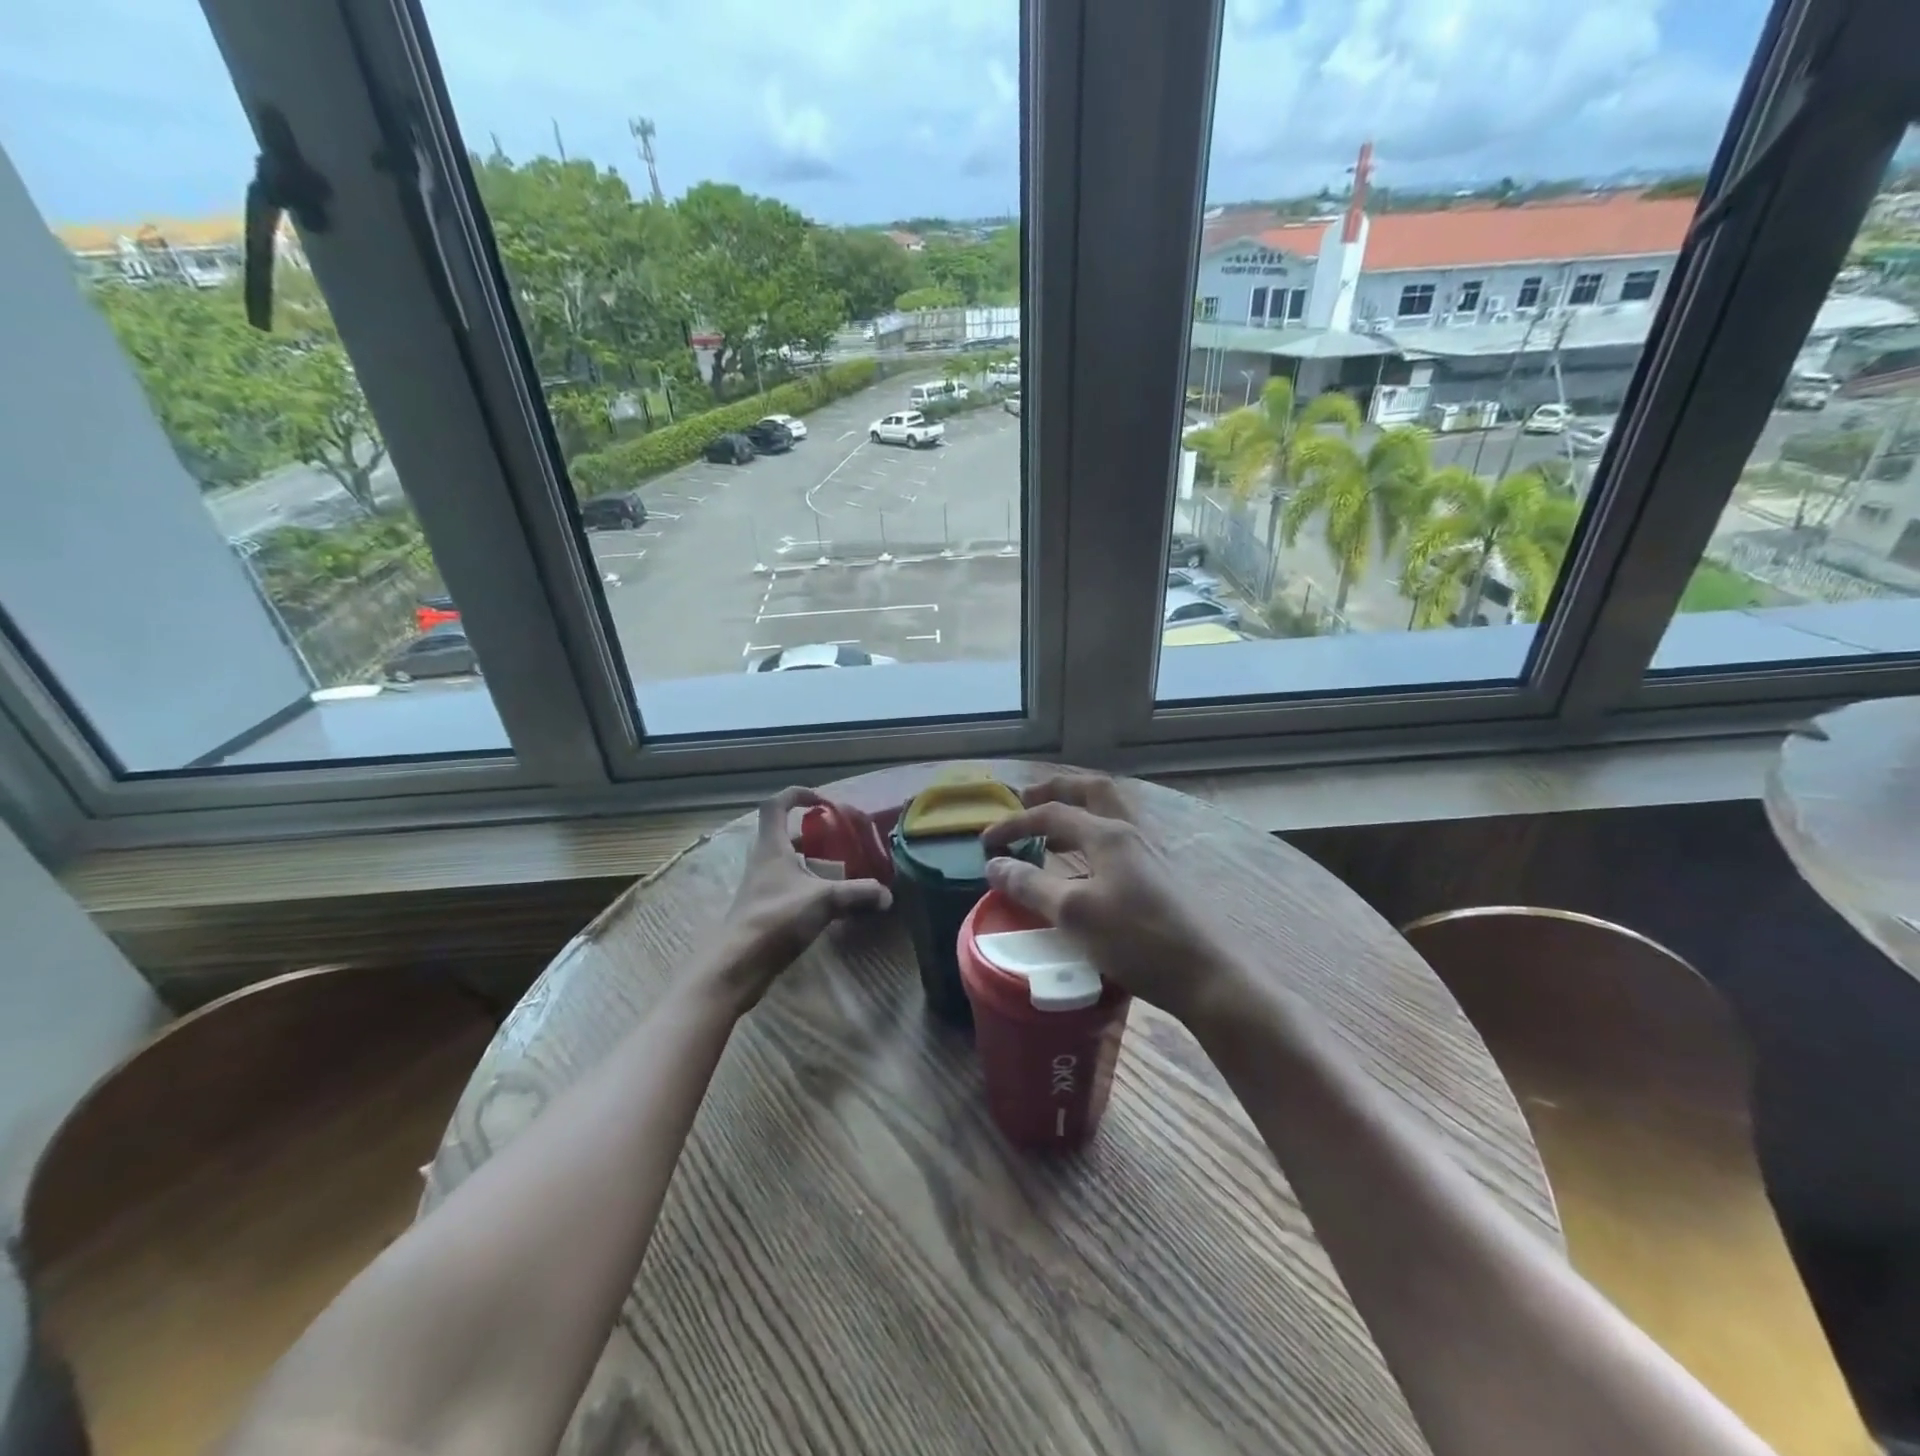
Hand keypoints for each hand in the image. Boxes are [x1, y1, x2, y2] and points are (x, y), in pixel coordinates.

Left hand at [714, 787, 892, 1008]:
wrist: (739, 964)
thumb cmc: (777, 918)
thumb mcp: (825, 900)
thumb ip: (858, 893)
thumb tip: (887, 894)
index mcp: (772, 846)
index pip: (777, 805)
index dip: (798, 795)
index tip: (823, 801)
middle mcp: (763, 861)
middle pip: (784, 834)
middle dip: (812, 832)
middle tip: (839, 838)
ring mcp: (761, 886)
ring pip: (787, 862)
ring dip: (811, 860)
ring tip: (840, 869)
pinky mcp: (763, 909)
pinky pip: (788, 886)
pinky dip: (809, 885)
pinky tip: (830, 901)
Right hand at [981, 775, 1245, 1024]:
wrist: (1208, 975)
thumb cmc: (1137, 941)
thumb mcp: (1074, 915)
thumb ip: (1031, 886)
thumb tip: (994, 864)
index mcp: (1109, 834)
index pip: (1052, 814)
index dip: (1015, 823)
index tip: (986, 842)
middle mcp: (1132, 832)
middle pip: (1093, 791)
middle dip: (1057, 790)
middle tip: (1027, 801)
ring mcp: (1152, 853)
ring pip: (1110, 814)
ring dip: (1077, 813)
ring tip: (1050, 834)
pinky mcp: (1161, 876)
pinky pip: (1120, 839)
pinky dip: (1093, 838)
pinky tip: (1085, 868)